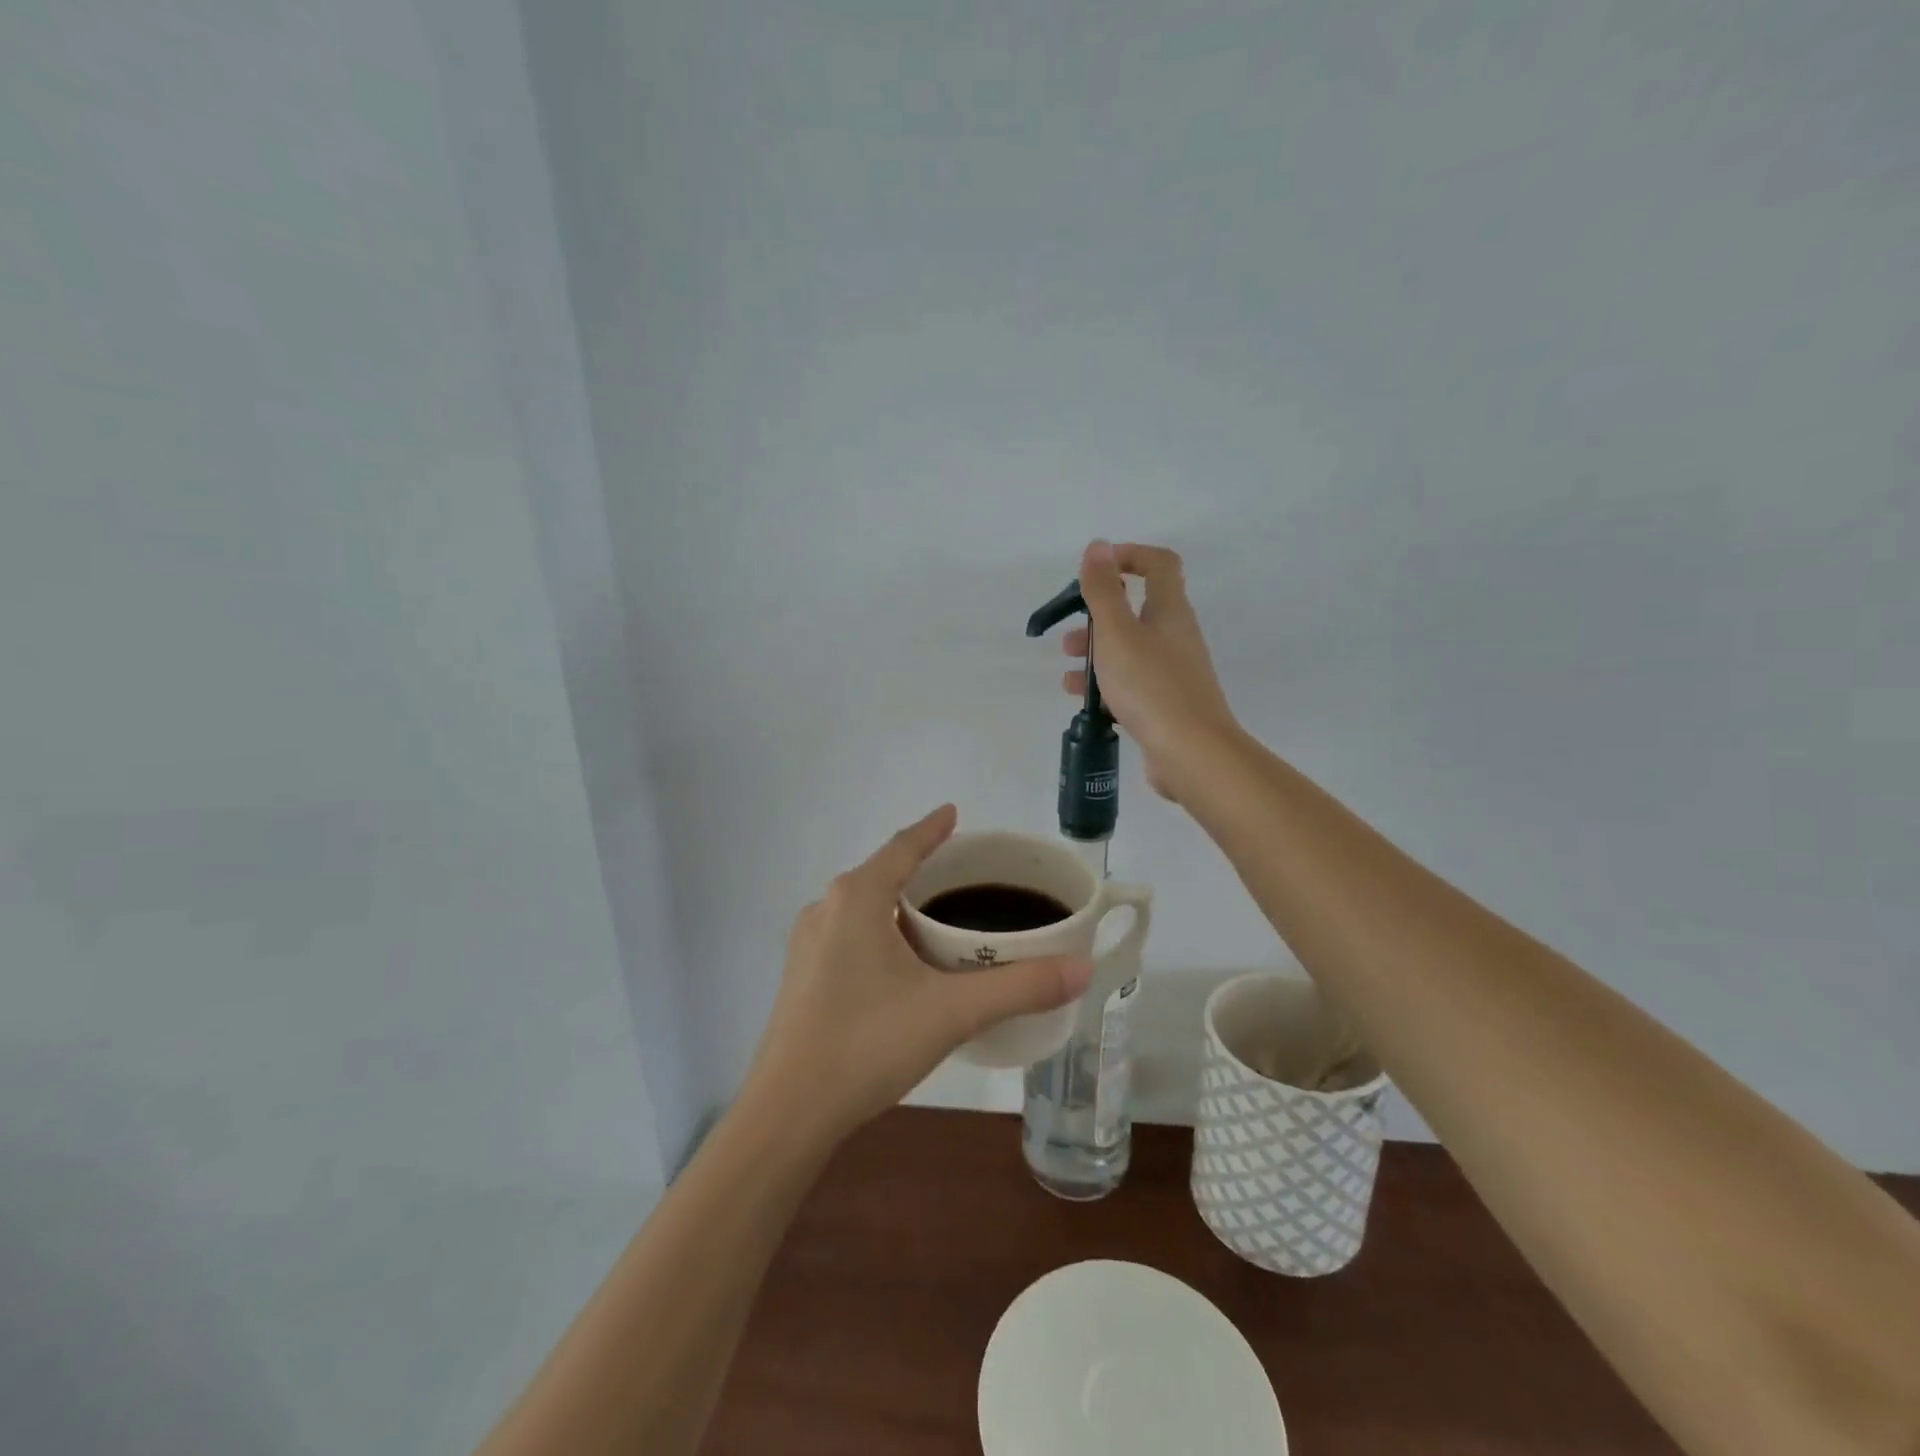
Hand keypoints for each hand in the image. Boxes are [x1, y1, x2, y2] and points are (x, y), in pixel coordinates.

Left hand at [743, 805, 1094, 1143]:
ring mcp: (807, 943)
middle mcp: (826, 908)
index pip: (903, 847)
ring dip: (900, 903)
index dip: (932, 829)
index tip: (954, 813)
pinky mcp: (801, 976)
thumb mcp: (952, 1012)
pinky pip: (849, 934)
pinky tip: (902, 963)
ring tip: (940, 918)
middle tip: (965, 875)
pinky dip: (881, 931)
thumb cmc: (868, 1044)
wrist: (788, 1113)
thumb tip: (1083, 969)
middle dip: (922, 868)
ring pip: (864, 906)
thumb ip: (1020, 987)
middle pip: (883, 873)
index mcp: (857, 897)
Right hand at [1063, 540, 1240, 801]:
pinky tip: (1082, 700)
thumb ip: (1104, 590)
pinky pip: (1131, 683)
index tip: (1095, 571)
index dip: (1129, 556)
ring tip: (1067, 669)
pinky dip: (1106, 684)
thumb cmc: (1150, 686)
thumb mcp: (1117, 633)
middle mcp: (1176, 636)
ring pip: (1130, 650)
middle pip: (1137, 610)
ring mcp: (1173, 672)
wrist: (1191, 753)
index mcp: (1169, 611)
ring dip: (1097, 653)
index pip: (1159, 564)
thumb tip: (1099, 545)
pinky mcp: (1166, 705)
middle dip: (1099, 617)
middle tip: (1070, 634)